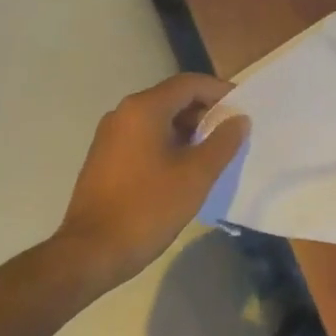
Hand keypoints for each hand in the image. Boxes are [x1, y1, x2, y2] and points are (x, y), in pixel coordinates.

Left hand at [54, 73, 250, 287]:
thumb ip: (223, 142)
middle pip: (173, 98)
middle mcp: (123, 113)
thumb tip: (239, 120)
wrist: (91, 252)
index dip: (220, 91)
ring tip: (214, 151)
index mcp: (144, 109)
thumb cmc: (148, 208)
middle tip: (233, 132)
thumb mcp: (196, 175)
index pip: (189, 84)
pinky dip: (169, 142)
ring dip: (188, 129)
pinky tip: (185, 167)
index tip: (244, 107)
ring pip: (159, 119)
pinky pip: (144, 137)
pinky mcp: (104, 157)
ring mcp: (110, 136)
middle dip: (205, 111)